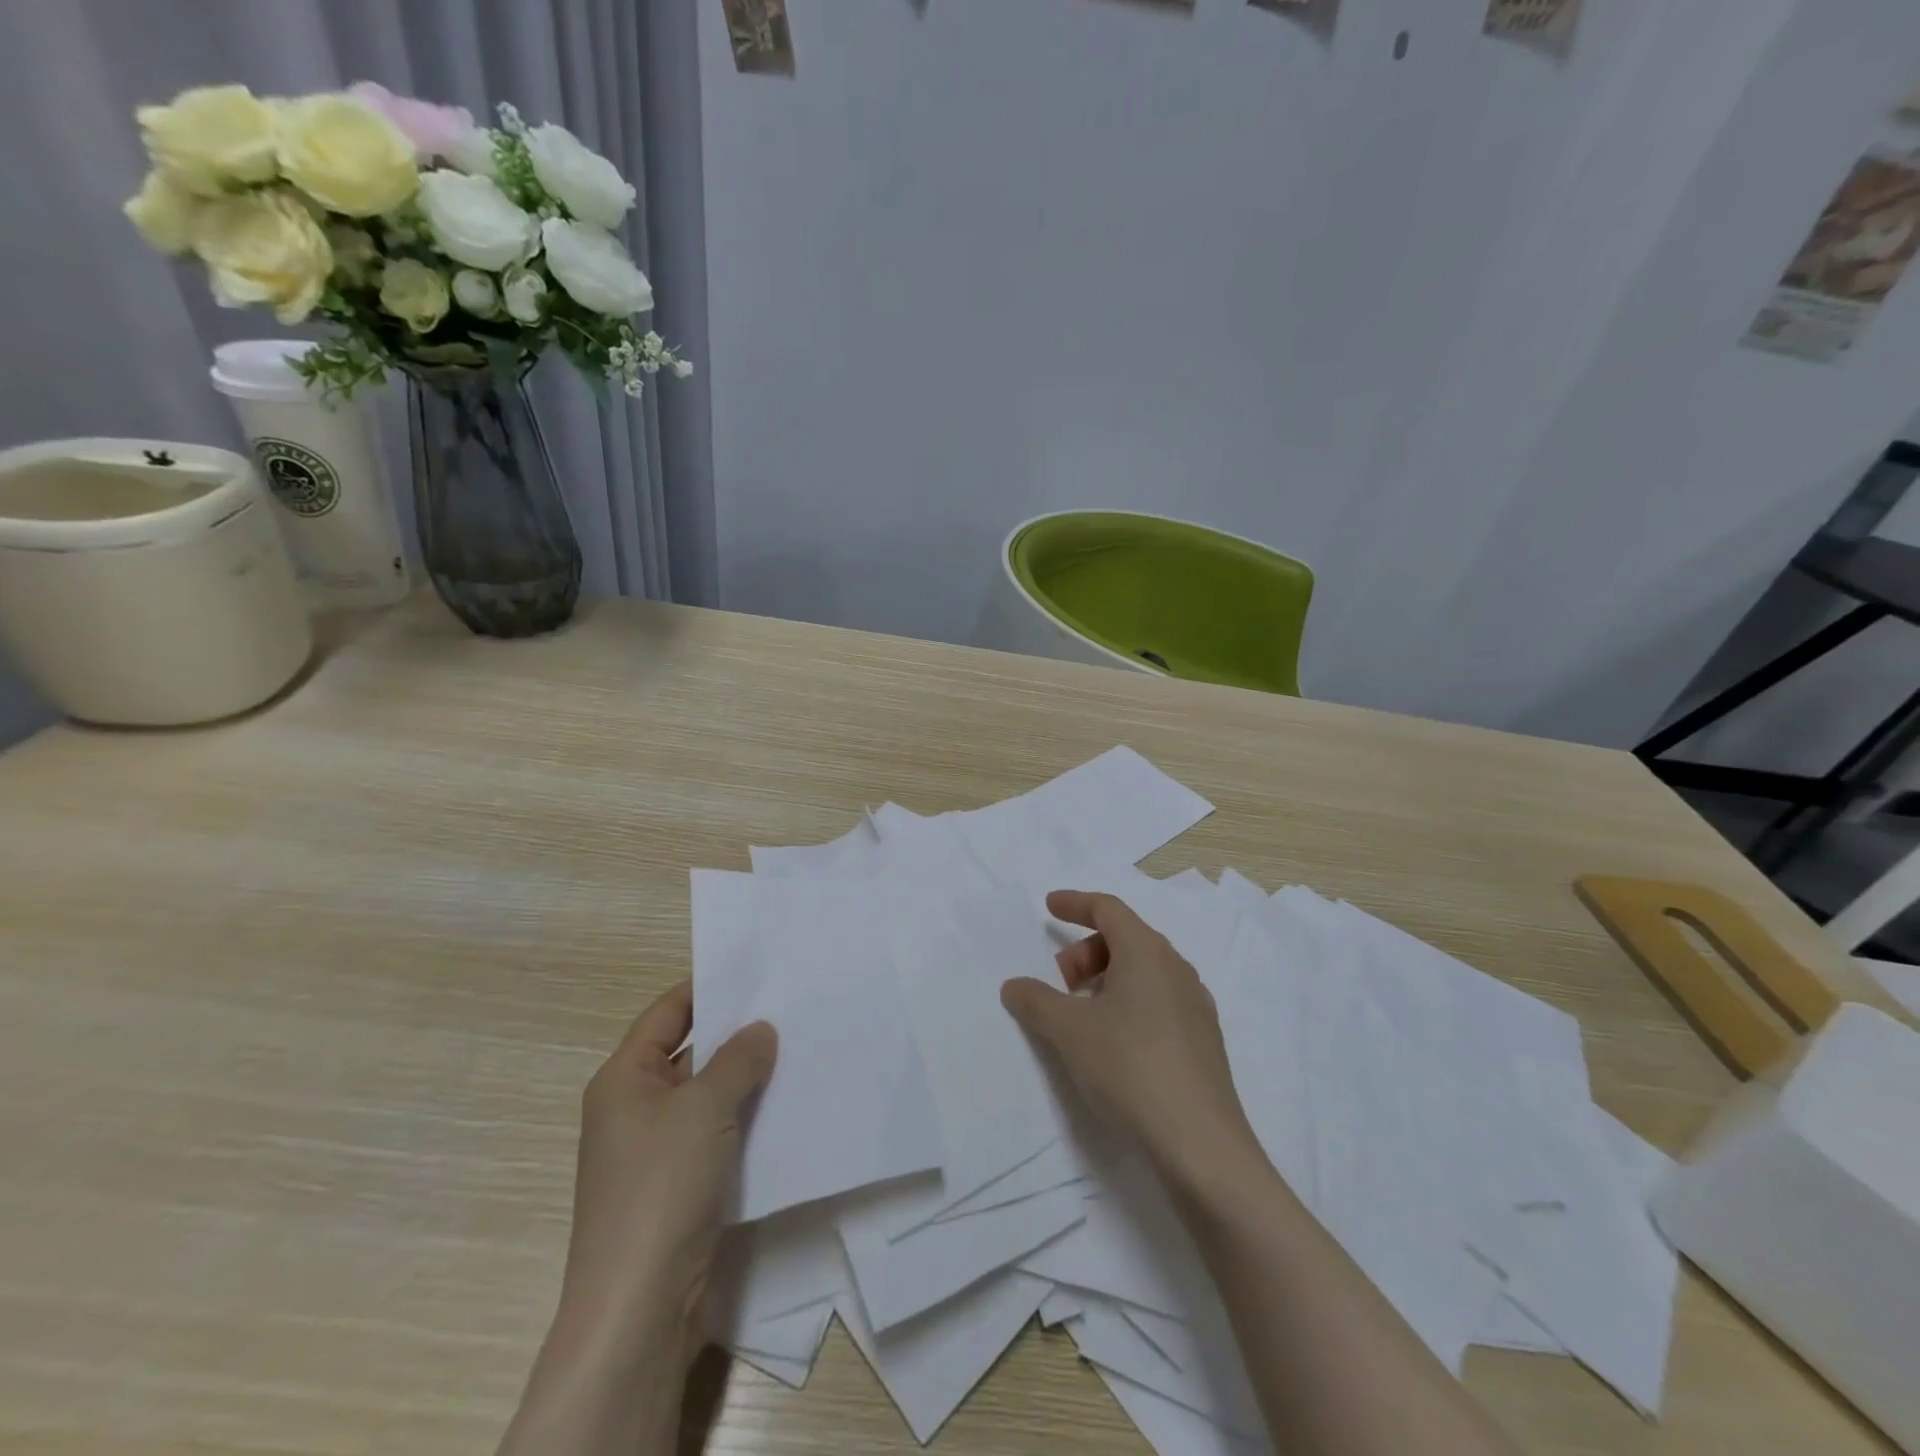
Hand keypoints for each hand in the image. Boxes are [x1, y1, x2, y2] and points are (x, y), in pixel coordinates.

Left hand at [557, 981, 777, 1368]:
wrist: (640, 1307)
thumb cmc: (661, 1188)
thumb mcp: (703, 1108)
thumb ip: (737, 1060)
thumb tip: (761, 1030)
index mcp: (623, 1079)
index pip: (667, 1013)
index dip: (707, 989)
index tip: (756, 972)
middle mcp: (635, 1107)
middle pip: (690, 1052)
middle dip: (736, 1034)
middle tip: (791, 1008)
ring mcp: (658, 1149)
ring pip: (708, 1095)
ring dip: (746, 1078)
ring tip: (800, 1048)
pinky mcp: (681, 1184)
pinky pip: (717, 1133)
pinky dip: (747, 1117)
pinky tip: (788, 1105)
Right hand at [1000, 890, 1259, 1192]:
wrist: (1201, 1146)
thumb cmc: (1130, 1067)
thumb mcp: (1069, 1031)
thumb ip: (1036, 1001)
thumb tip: (1014, 985)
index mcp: (1147, 952)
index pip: (1108, 908)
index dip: (1075, 903)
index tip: (1049, 907)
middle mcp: (1176, 969)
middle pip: (1125, 939)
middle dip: (1085, 952)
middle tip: (1059, 984)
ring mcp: (1195, 1006)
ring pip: (1143, 972)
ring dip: (1106, 980)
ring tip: (1081, 1015)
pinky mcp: (1203, 1041)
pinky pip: (1158, 1001)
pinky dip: (1128, 1004)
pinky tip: (1114, 1043)